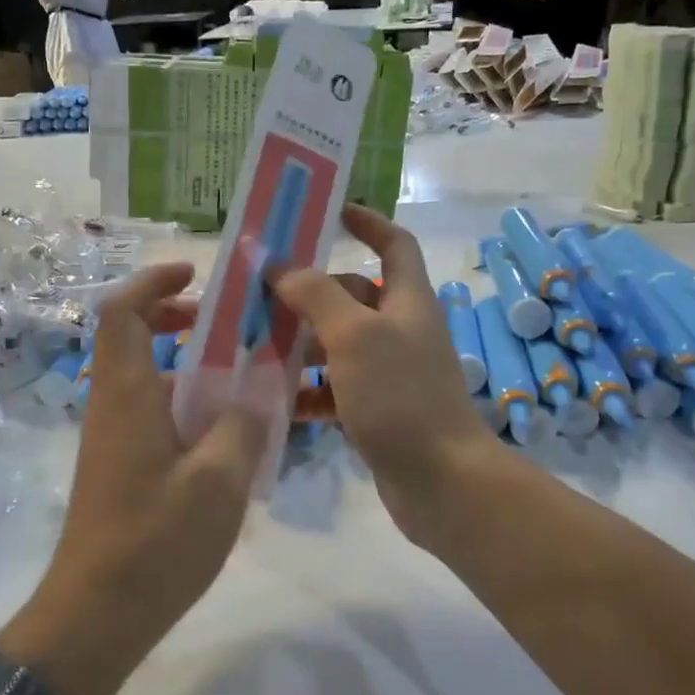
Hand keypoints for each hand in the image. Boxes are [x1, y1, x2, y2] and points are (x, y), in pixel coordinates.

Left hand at [37, 264, 270, 646]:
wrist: (96, 616)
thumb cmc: (154, 542)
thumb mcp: (218, 481)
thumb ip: (243, 426)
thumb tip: (255, 396)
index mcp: (126, 395)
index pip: (121, 312)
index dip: (152, 283)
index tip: (195, 275)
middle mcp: (112, 407)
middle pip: (133, 339)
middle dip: (178, 321)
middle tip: (230, 326)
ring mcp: (113, 441)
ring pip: (148, 381)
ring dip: (190, 368)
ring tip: (247, 382)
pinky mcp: (121, 470)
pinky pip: (155, 417)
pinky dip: (188, 407)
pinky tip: (231, 439)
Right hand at [272, 206, 495, 549]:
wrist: (441, 481)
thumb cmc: (401, 395)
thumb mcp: (355, 335)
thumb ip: (316, 296)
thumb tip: (280, 266)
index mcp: (407, 301)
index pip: (394, 244)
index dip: (368, 222)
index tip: (330, 213)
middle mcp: (401, 331)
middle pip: (353, 297)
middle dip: (309, 294)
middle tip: (260, 296)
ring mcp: (390, 374)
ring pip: (338, 346)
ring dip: (300, 345)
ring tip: (253, 347)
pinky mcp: (376, 411)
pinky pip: (334, 390)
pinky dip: (307, 392)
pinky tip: (274, 400)